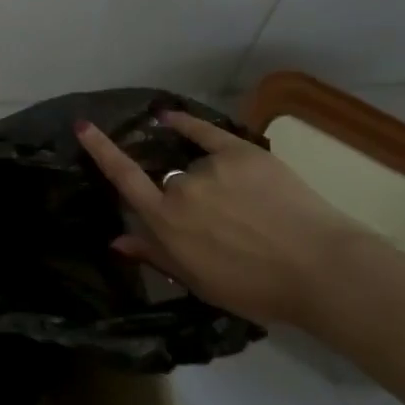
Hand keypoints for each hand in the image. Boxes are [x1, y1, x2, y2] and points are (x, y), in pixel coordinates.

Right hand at [74, 110, 368, 325]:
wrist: (320, 270)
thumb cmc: (257, 288)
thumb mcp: (199, 282)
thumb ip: (154, 256)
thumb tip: (116, 241)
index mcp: (167, 223)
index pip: (124, 180)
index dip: (101, 152)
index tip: (83, 126)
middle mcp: (181, 188)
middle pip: (167, 182)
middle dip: (181, 199)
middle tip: (217, 223)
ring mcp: (210, 167)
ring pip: (194, 167)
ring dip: (205, 180)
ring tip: (244, 206)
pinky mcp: (239, 151)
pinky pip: (204, 131)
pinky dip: (187, 122)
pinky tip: (171, 117)